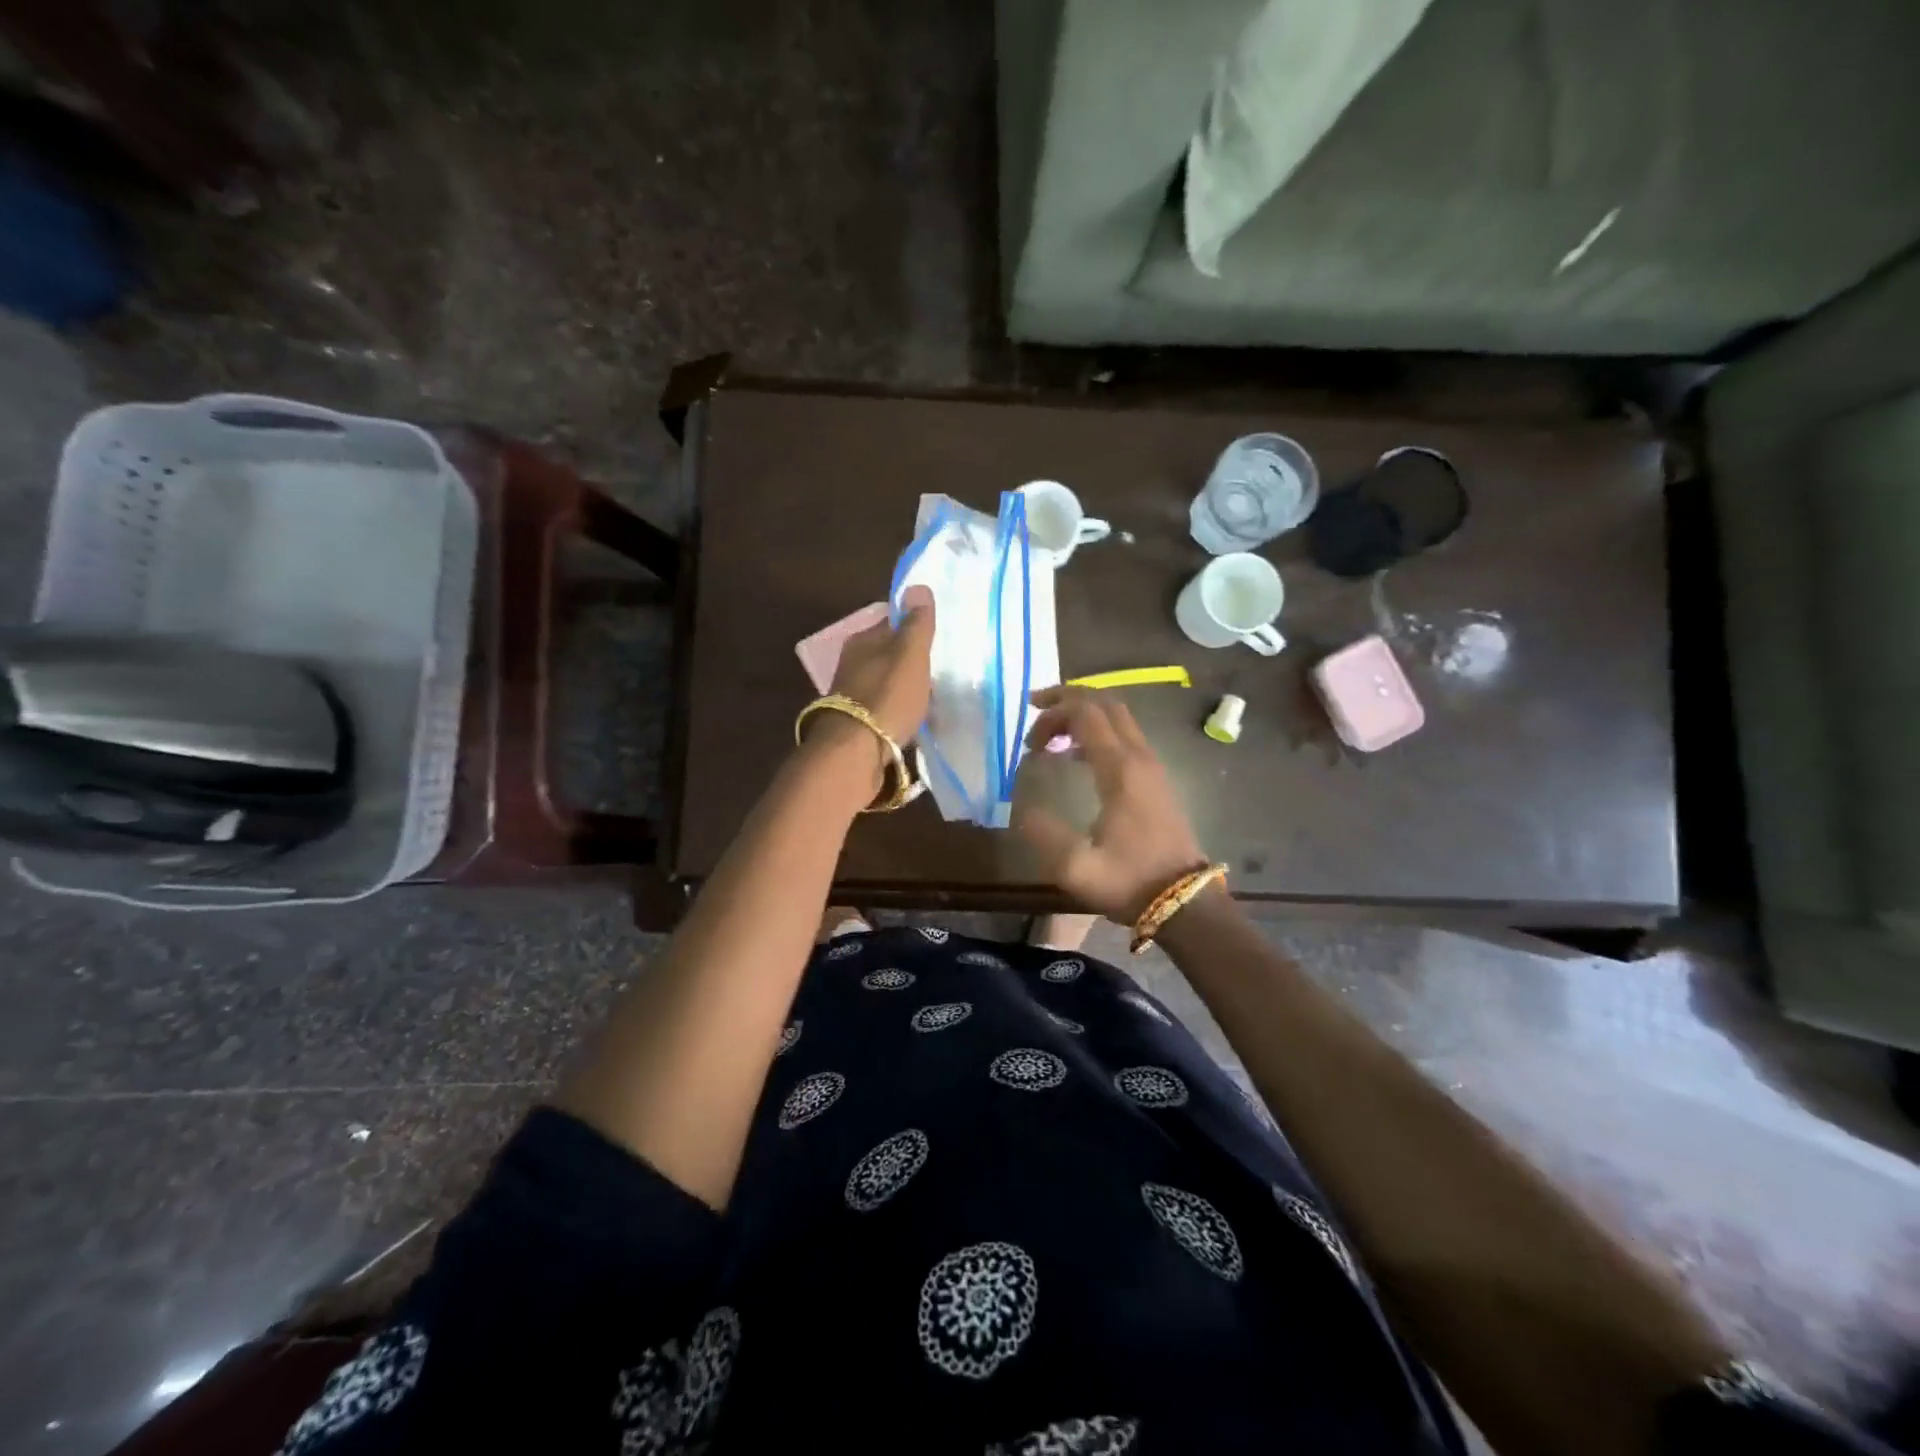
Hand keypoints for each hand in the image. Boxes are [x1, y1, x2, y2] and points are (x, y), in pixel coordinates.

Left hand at [827, 585, 934, 743]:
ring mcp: (852, 694)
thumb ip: (917, 624)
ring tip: (934, 698)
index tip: (938, 637)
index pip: (892, 623)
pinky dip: (900, 711)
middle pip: (889, 654)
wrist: (855, 752)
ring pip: (887, 682)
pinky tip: (915, 720)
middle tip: (941, 670)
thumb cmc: (887, 696)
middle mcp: (852, 663)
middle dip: (912, 661)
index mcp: (863, 640)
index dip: (916, 627)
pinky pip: (885, 708)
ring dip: (907, 688)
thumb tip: (918, 586)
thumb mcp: (910, 655)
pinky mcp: (856, 723)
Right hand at [1016, 687, 1208, 923]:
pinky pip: (1125, 736)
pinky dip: (1097, 733)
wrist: (1185, 902)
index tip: (1027, 735)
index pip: (1086, 712)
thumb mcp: (1077, 867)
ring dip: (1082, 717)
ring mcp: (1153, 766)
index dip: (1052, 711)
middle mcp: (1139, 757)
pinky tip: (1076, 758)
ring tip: (1050, 740)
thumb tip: (1023, 808)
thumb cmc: (1130, 882)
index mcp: (1120, 769)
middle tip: (1035, 719)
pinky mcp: (1157, 779)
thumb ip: (1043, 833)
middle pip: (1105, 703)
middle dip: (1067, 701)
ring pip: (1118, 717)